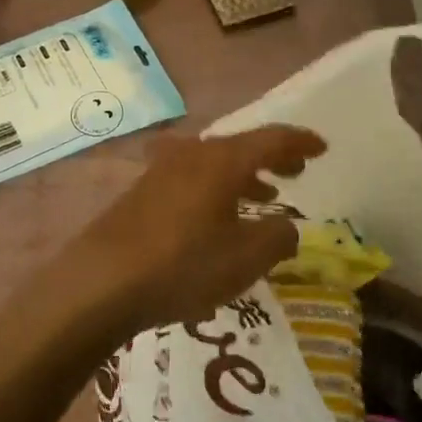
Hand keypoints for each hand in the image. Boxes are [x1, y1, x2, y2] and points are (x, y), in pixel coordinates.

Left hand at [55, 126, 325, 337]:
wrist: (100, 282)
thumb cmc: (183, 265)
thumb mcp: (246, 258)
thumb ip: (279, 237)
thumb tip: (286, 227)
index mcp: (223, 160)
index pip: (271, 139)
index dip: (300, 143)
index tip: (322, 148)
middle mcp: (192, 156)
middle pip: (240, 148)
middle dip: (272, 160)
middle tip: (295, 173)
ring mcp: (161, 173)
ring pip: (214, 166)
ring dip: (243, 179)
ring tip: (264, 199)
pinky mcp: (141, 196)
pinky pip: (192, 183)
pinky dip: (216, 194)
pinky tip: (217, 224)